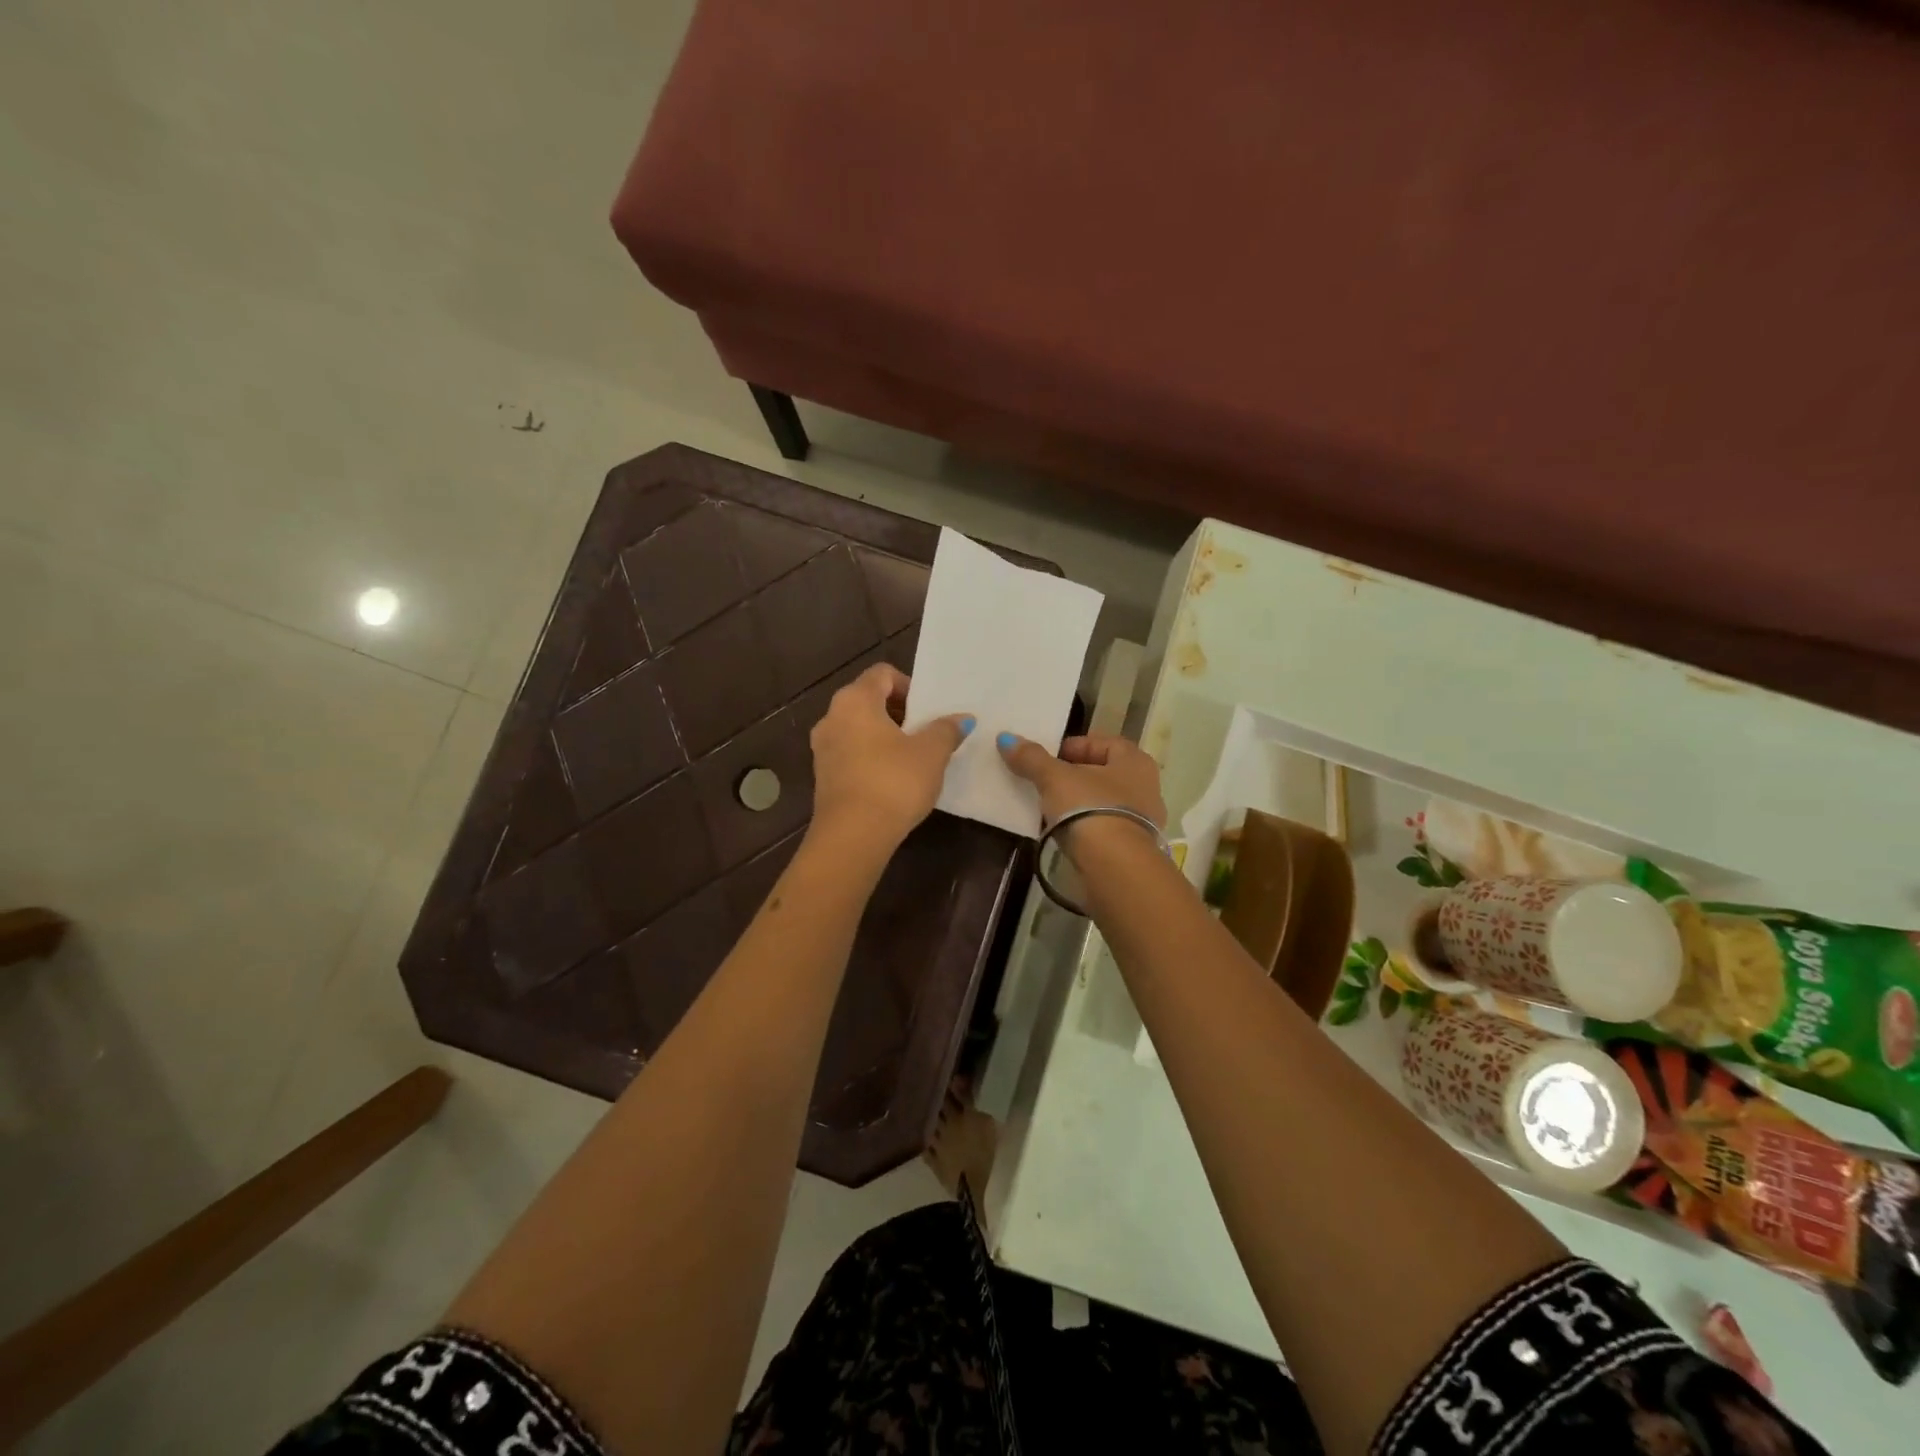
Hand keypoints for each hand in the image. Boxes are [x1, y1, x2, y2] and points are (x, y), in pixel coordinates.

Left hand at [808, 663, 971, 855]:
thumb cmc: (893, 782)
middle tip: (925, 733)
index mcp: (855, 700)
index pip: (882, 674)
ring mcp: (822, 748)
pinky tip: (892, 779)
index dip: (909, 686)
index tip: (928, 711)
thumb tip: (962, 719)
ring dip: (884, 736)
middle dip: (899, 712)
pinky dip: (871, 757)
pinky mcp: (823, 776)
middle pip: (868, 699)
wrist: (852, 836)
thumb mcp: (931, 753)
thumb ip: (946, 729)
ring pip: (858, 728)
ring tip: (912, 758)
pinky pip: (850, 753)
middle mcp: (832, 717)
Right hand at [996, 732, 1166, 847]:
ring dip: (1079, 803)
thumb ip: (1032, 758)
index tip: (1049, 757)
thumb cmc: (1089, 808)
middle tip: (1045, 781)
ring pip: (1104, 802)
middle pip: (1104, 773)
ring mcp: (1143, 821)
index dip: (1075, 745)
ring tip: (1049, 808)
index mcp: (1135, 761)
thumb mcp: (1054, 778)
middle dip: (1075, 775)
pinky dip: (1085, 826)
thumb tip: (1006, 738)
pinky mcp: (1133, 849)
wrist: (1115, 867)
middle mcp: (1146, 787)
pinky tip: (1064, 833)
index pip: (1105, 742)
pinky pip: (1104, 828)